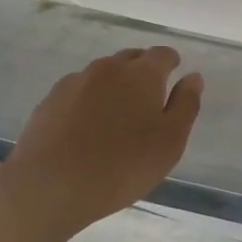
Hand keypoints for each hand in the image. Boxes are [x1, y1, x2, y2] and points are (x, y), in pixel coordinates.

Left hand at [3, 47, 203, 231]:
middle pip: (131, 59)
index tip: (174, 76)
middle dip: (143, 71)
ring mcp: (73, 83)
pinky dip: (89, 101)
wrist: (49, 186)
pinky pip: (78, 92)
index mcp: (141, 74)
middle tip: (149, 99)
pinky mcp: (49, 102)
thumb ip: (186, 105)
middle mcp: (107, 69)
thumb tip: (193, 77)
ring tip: (117, 116)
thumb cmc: (122, 165)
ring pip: (102, 74)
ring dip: (114, 86)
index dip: (171, 62)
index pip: (162, 54)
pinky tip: (88, 128)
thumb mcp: (170, 141)